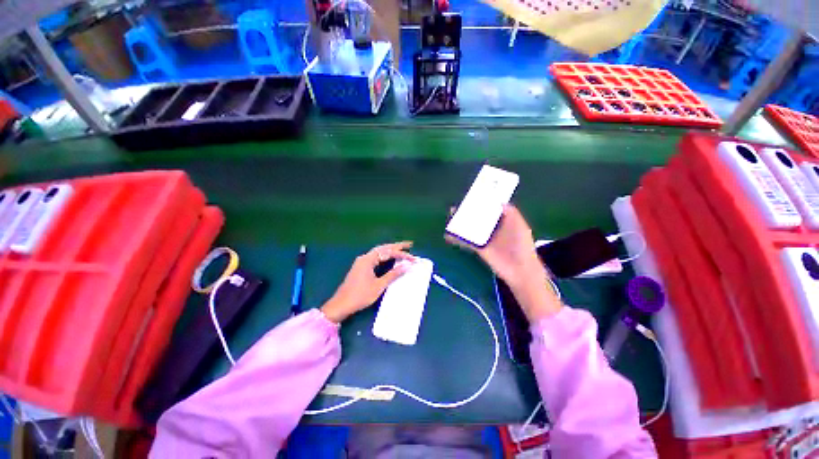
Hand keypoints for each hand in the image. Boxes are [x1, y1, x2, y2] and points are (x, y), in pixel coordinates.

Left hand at [321, 242, 414, 322]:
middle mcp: (364, 257)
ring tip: (402, 249)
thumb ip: (393, 274)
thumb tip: (407, 266)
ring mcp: (361, 262)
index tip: (413, 259)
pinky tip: (389, 257)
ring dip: (390, 250)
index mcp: (368, 259)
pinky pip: (375, 257)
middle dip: (396, 246)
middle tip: (409, 245)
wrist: (341, 305)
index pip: (388, 253)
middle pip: (383, 248)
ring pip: (379, 252)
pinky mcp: (361, 267)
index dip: (402, 255)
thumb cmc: (360, 295)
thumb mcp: (379, 285)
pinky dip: (384, 255)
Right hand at [446, 205, 560, 320]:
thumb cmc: (522, 245)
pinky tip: (448, 235)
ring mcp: (484, 239)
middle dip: (467, 212)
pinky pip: (465, 241)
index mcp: (502, 221)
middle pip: (477, 217)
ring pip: (470, 228)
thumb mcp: (520, 224)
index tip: (471, 196)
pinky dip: (456, 238)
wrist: (520, 269)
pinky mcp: (478, 248)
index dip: (481, 203)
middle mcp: (492, 229)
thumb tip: (499, 200)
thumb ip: (510, 212)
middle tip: (457, 207)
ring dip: (460, 222)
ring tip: (451, 215)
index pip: (489, 209)